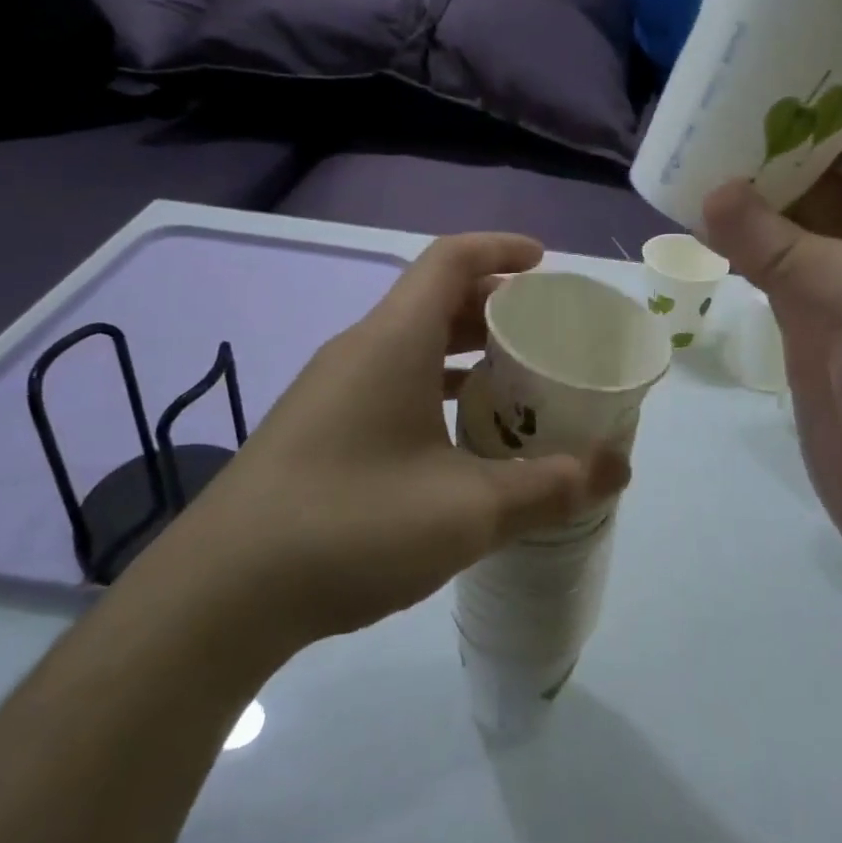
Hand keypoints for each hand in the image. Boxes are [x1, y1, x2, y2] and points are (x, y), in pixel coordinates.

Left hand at [159, 234, 628, 653]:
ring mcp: (332, 391)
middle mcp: (359, 351)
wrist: (222, 594)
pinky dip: (435, 391)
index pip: (451, 260)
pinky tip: (461, 441)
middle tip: (545, 333)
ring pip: (411, 346)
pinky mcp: (319, 430)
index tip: (545, 263)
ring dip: (465, 354)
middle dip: (494, 307)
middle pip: (434, 301)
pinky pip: (390, 384)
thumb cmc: (352, 525)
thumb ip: (551, 486)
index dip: (501, 249)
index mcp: (393, 341)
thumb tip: (619, 469)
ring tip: (517, 385)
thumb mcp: (469, 510)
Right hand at [701, 120, 841, 655]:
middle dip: (763, 146)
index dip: (810, 106)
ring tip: (679, 160)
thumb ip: (797, 249)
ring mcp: (839, 293)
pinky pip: (764, 272)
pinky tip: (692, 226)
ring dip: (741, 195)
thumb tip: (716, 192)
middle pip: (816, 176)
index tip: (745, 79)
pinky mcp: (804, 335)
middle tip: (692, 116)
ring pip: (783, 224)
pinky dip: (731, 247)